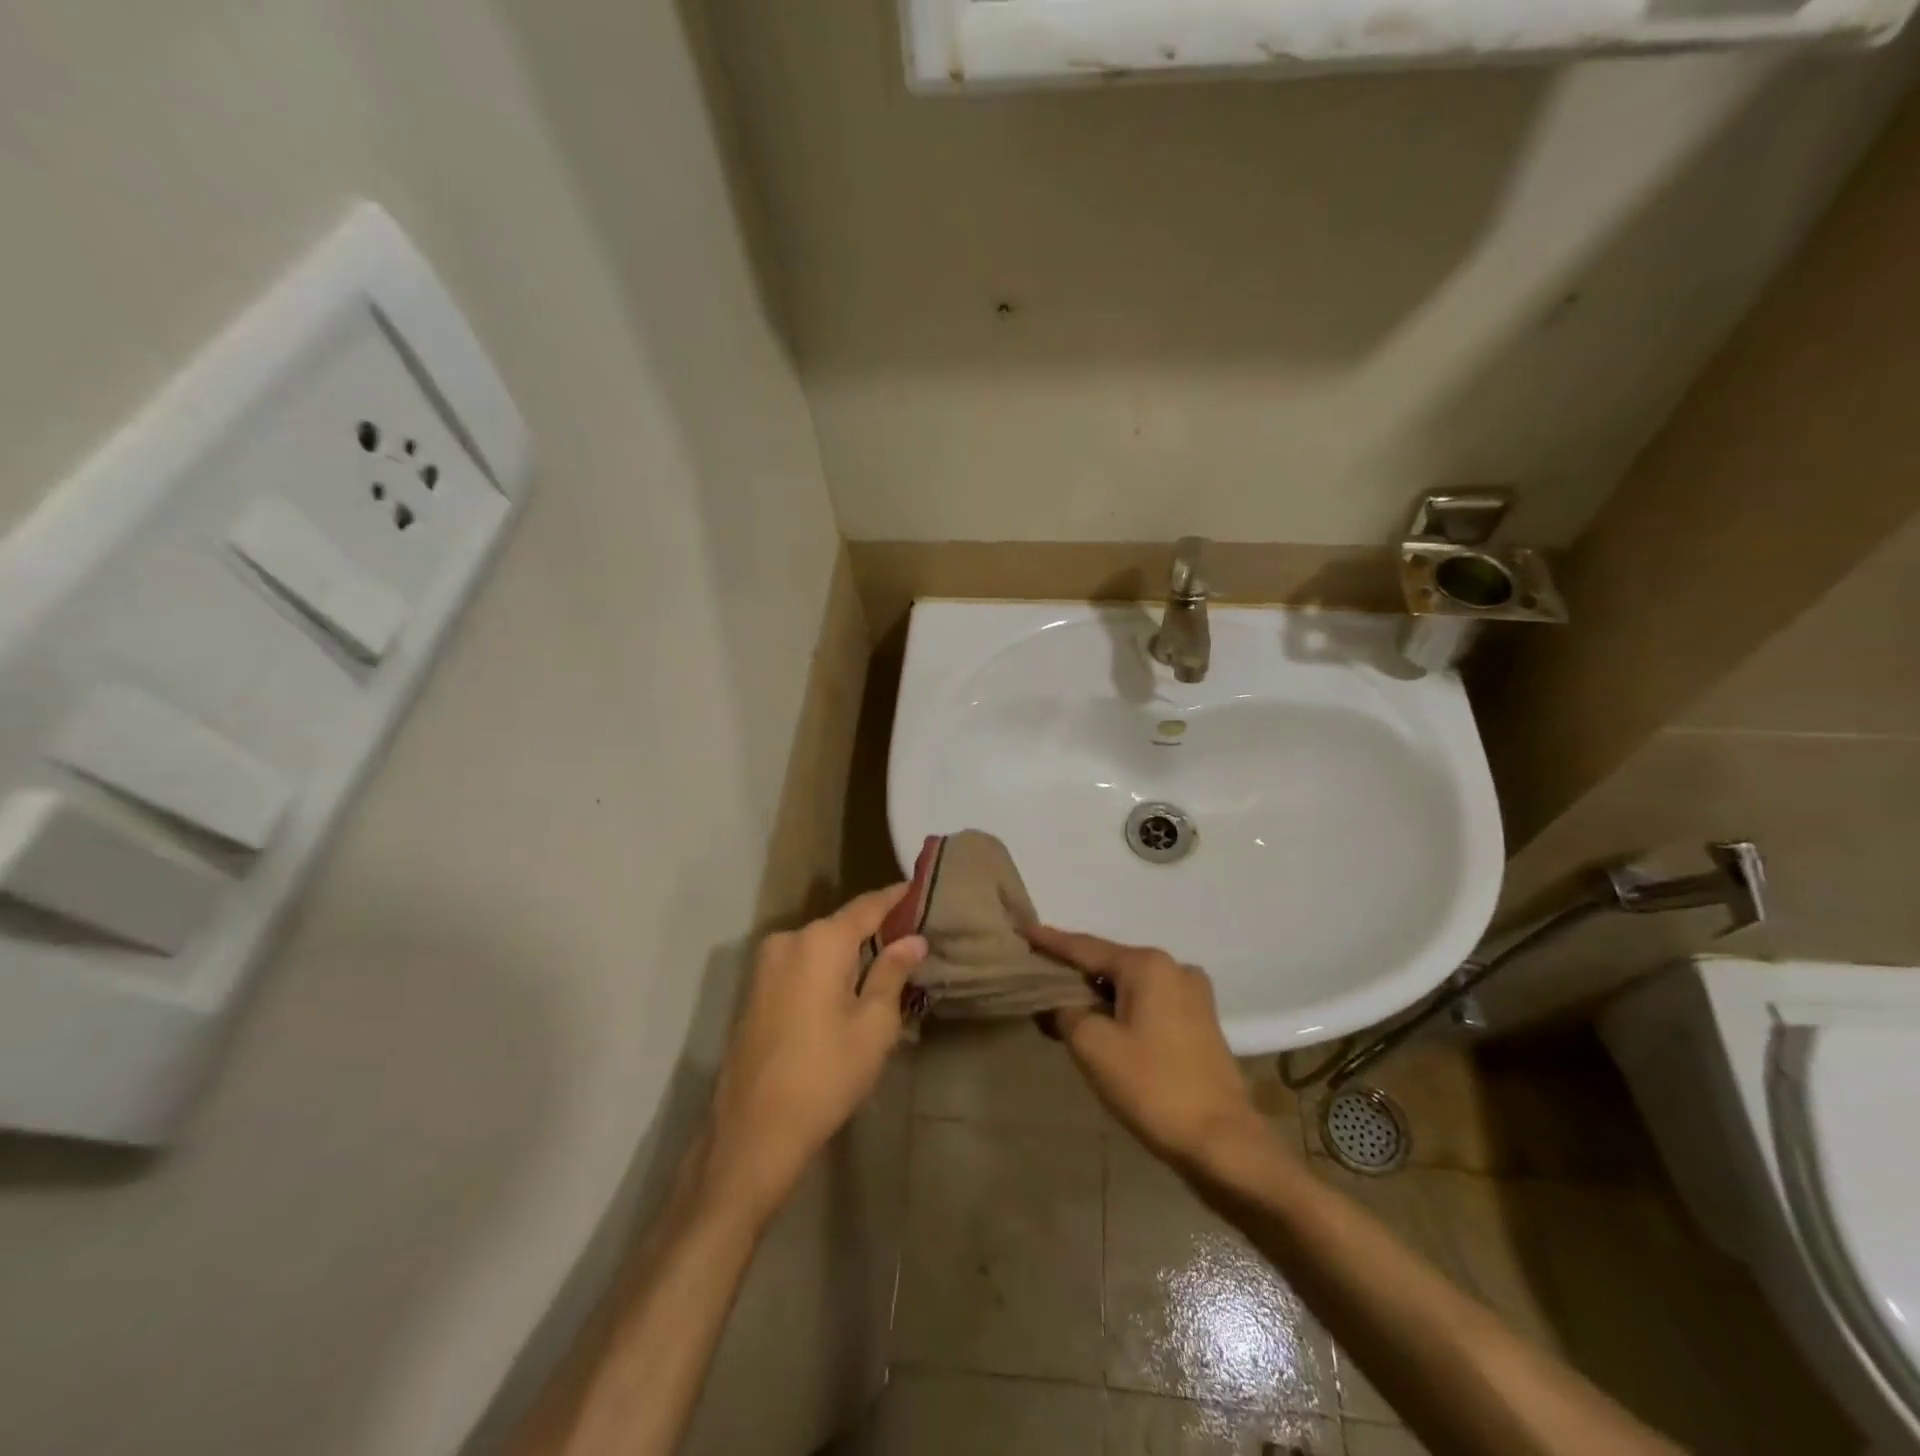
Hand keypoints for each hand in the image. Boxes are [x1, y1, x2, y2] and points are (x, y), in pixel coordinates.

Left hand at [703, 887, 927, 1221]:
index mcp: (821, 941)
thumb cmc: (826, 1073)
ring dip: (848, 955)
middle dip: (873, 932)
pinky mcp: (754, 990)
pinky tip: (845, 992)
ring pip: (819, 948)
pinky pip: (800, 966)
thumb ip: (892, 972)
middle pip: (840, 926)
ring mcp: (765, 965)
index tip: (917, 888)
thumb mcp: (873, 1024)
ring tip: (882, 970)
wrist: (754, 1130)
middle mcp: (788, 940)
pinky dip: (825, 970)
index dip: (895, 898)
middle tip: (909, 942)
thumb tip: (912, 939)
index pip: (867, 906)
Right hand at [1027, 925, 1264, 1169]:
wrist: (1222, 1142)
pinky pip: (1148, 1003)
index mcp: (1147, 965)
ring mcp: (1192, 995)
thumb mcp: (1093, 1045)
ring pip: (1129, 985)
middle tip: (1036, 977)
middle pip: (1109, 963)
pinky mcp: (1199, 1022)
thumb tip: (1055, 1002)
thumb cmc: (1152, 1086)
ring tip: (1061, 1006)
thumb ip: (1065, 1012)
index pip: (1085, 947)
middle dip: (1072, 973)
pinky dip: (1121, 1009)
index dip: (1050, 942)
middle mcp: (1173, 968)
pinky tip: (1100, 1025)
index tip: (1022, 930)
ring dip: (1096, 995)